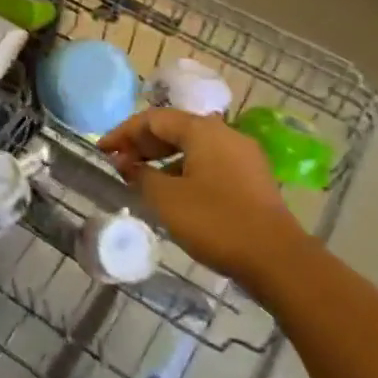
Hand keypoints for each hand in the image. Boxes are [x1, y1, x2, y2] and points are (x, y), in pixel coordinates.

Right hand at [97, 109, 305, 280]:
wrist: (277, 259)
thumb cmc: (215, 222)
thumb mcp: (166, 199)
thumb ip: (140, 175)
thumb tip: (125, 162)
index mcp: (203, 130)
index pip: (153, 118)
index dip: (123, 132)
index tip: (100, 150)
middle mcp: (224, 134)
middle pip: (174, 128)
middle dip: (142, 143)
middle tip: (117, 162)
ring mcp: (242, 156)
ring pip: (192, 146)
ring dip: (162, 157)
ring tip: (139, 177)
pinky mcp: (251, 178)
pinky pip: (208, 162)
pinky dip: (183, 169)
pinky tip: (171, 191)